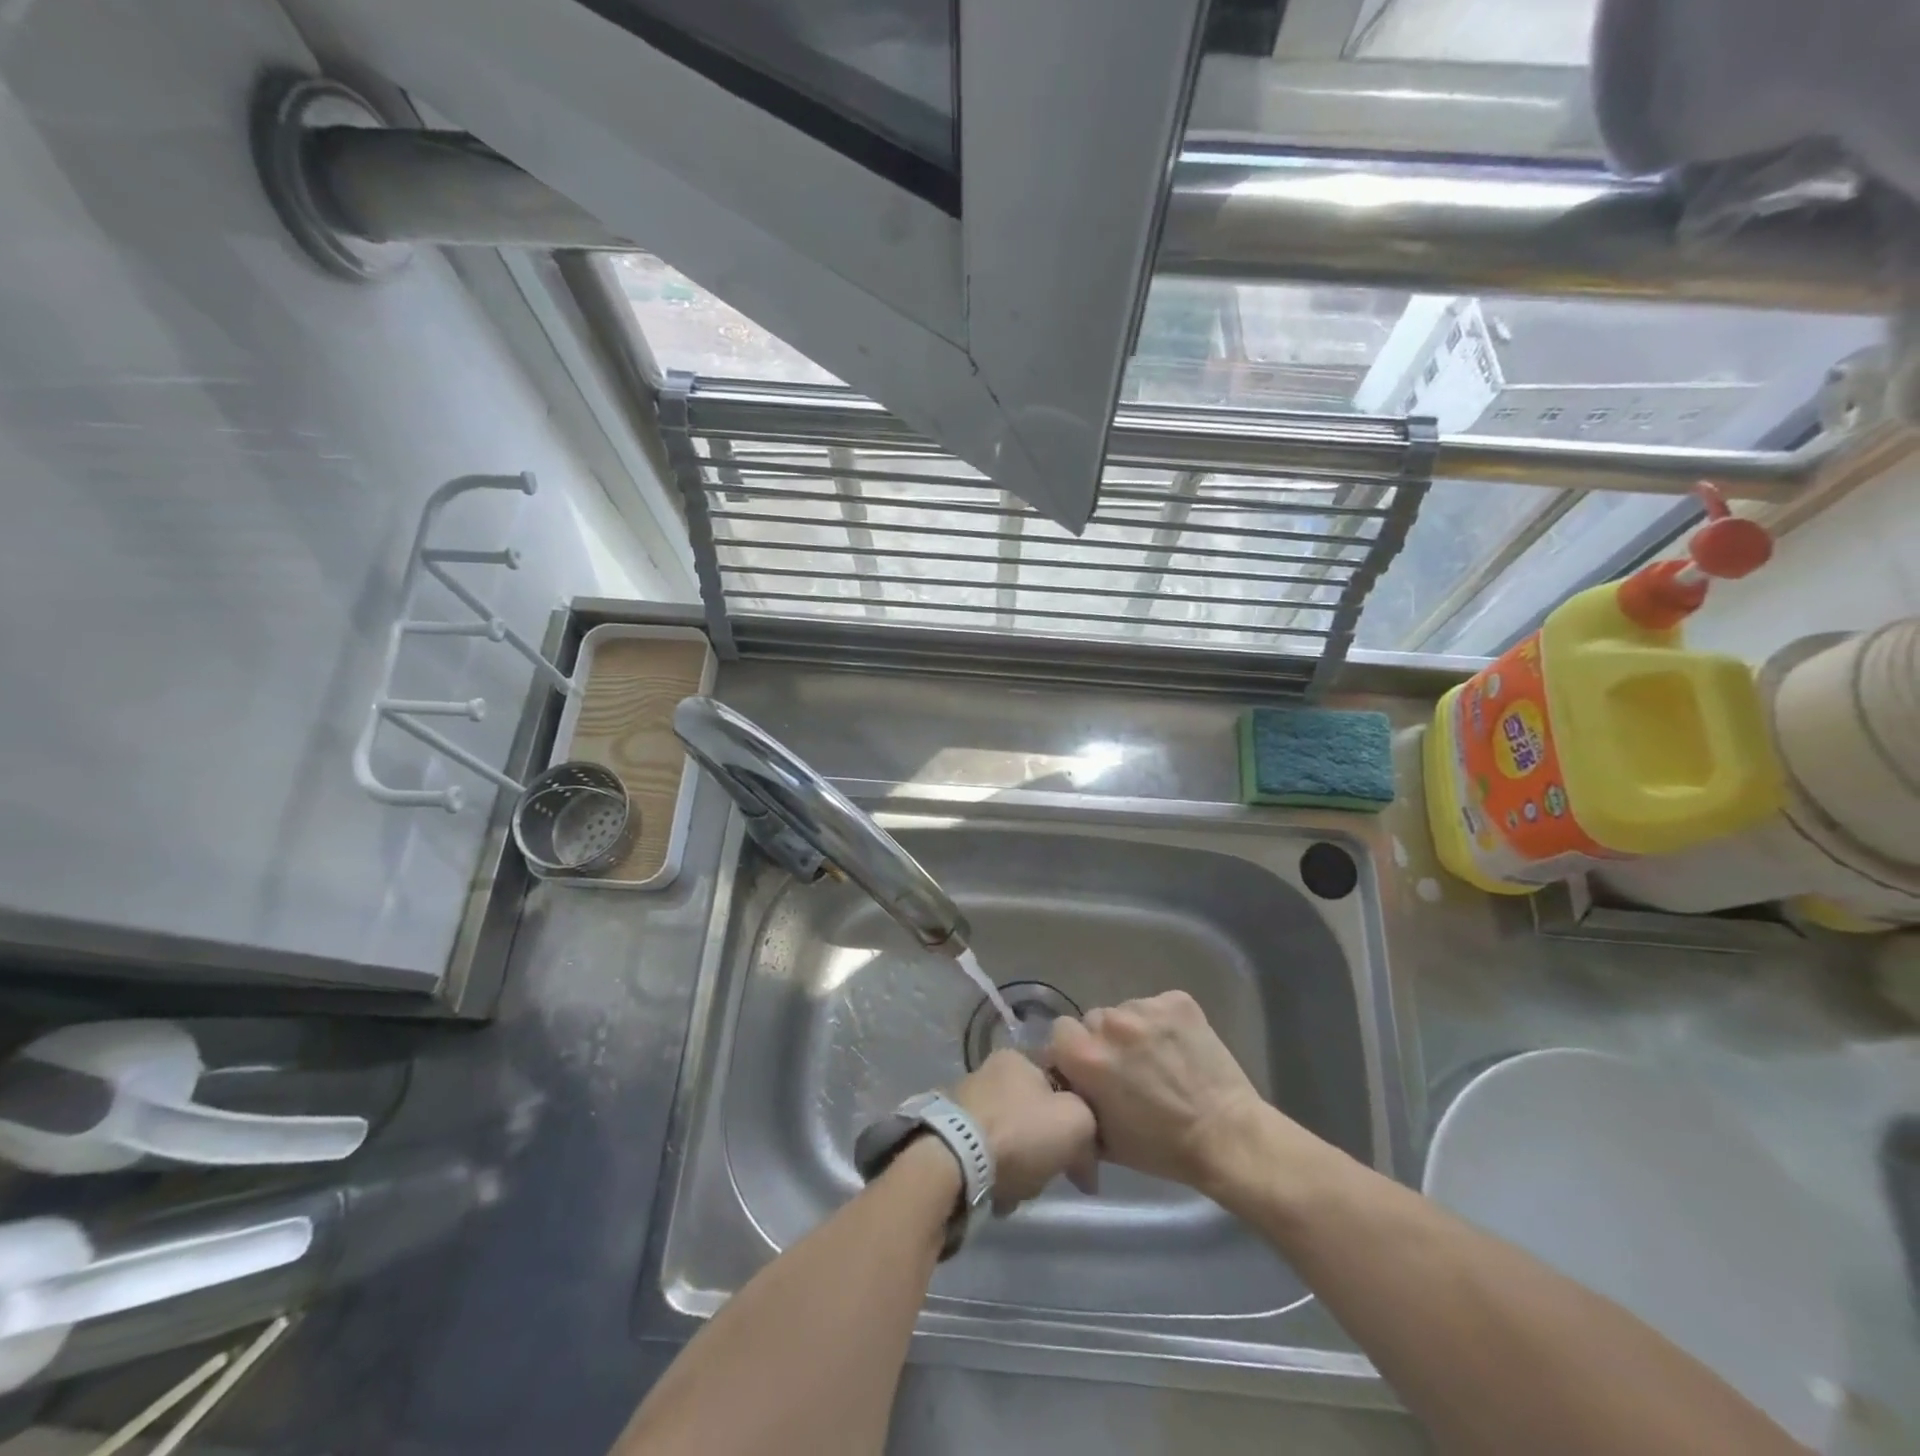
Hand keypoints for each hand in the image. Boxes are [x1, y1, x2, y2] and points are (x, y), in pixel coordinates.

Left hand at [949, 1050, 1097, 1210]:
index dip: (1078, 1119)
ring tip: (1021, 1188)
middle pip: (1036, 1116)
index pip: (1060, 1083)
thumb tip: (1082, 1149)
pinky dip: (997, 1176)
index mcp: (1018, 1057)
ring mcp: (965, 1103)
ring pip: (1012, 1140)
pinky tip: (998, 1193)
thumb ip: (1090, 1123)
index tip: (1083, 1154)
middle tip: (1052, 1173)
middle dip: (1047, 1149)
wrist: (954, 1162)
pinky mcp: (948, 1135)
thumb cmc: (1020, 1132)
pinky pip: (986, 1159)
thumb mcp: (1076, 1120)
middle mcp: (989, 1072)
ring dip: (1022, 1167)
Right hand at [1049, 991, 1285, 1192]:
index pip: (1060, 1031)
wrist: (1227, 1137)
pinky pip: (1156, 1005)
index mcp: (1086, 1056)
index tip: (1088, 1068)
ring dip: (1133, 1031)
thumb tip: (1066, 1085)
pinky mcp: (1178, 1000)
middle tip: (1126, 1066)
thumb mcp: (1102, 1138)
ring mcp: (1146, 1008)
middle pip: (1094, 1019)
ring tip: (1157, 1058)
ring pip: (1126, 1011)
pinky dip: (1162, 1022)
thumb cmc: (1161, 1147)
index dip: (1072, 1050)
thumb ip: (1076, 1101)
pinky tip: (1178, 1047)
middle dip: (1104, 1040)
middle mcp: (1111, 1023)